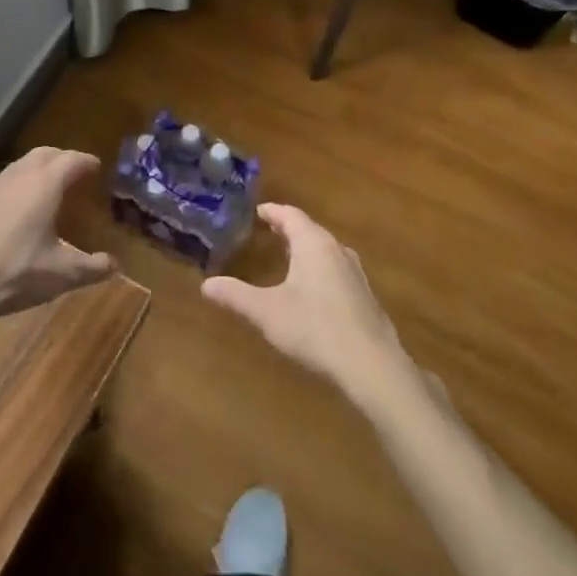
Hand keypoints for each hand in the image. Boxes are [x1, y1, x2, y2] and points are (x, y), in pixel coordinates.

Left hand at [0, 147, 115, 327]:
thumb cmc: (12, 273)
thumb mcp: (59, 275)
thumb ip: (91, 268)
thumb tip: (114, 265)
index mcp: (43, 185)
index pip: (71, 160)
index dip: (86, 162)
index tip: (97, 167)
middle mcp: (18, 177)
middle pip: (44, 154)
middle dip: (62, 158)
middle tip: (76, 172)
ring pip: (20, 166)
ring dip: (38, 170)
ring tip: (51, 189)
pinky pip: (4, 184)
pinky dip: (19, 186)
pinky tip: (20, 211)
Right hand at [201, 204, 412, 404]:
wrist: (371, 364)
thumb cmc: (314, 328)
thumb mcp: (266, 312)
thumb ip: (236, 295)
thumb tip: (206, 285)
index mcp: (313, 244)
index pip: (291, 215)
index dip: (273, 211)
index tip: (258, 211)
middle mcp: (337, 250)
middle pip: (310, 230)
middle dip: (288, 228)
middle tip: (268, 230)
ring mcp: (355, 273)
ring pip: (326, 249)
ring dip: (306, 248)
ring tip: (288, 255)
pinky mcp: (365, 295)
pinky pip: (336, 269)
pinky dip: (319, 267)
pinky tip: (312, 287)